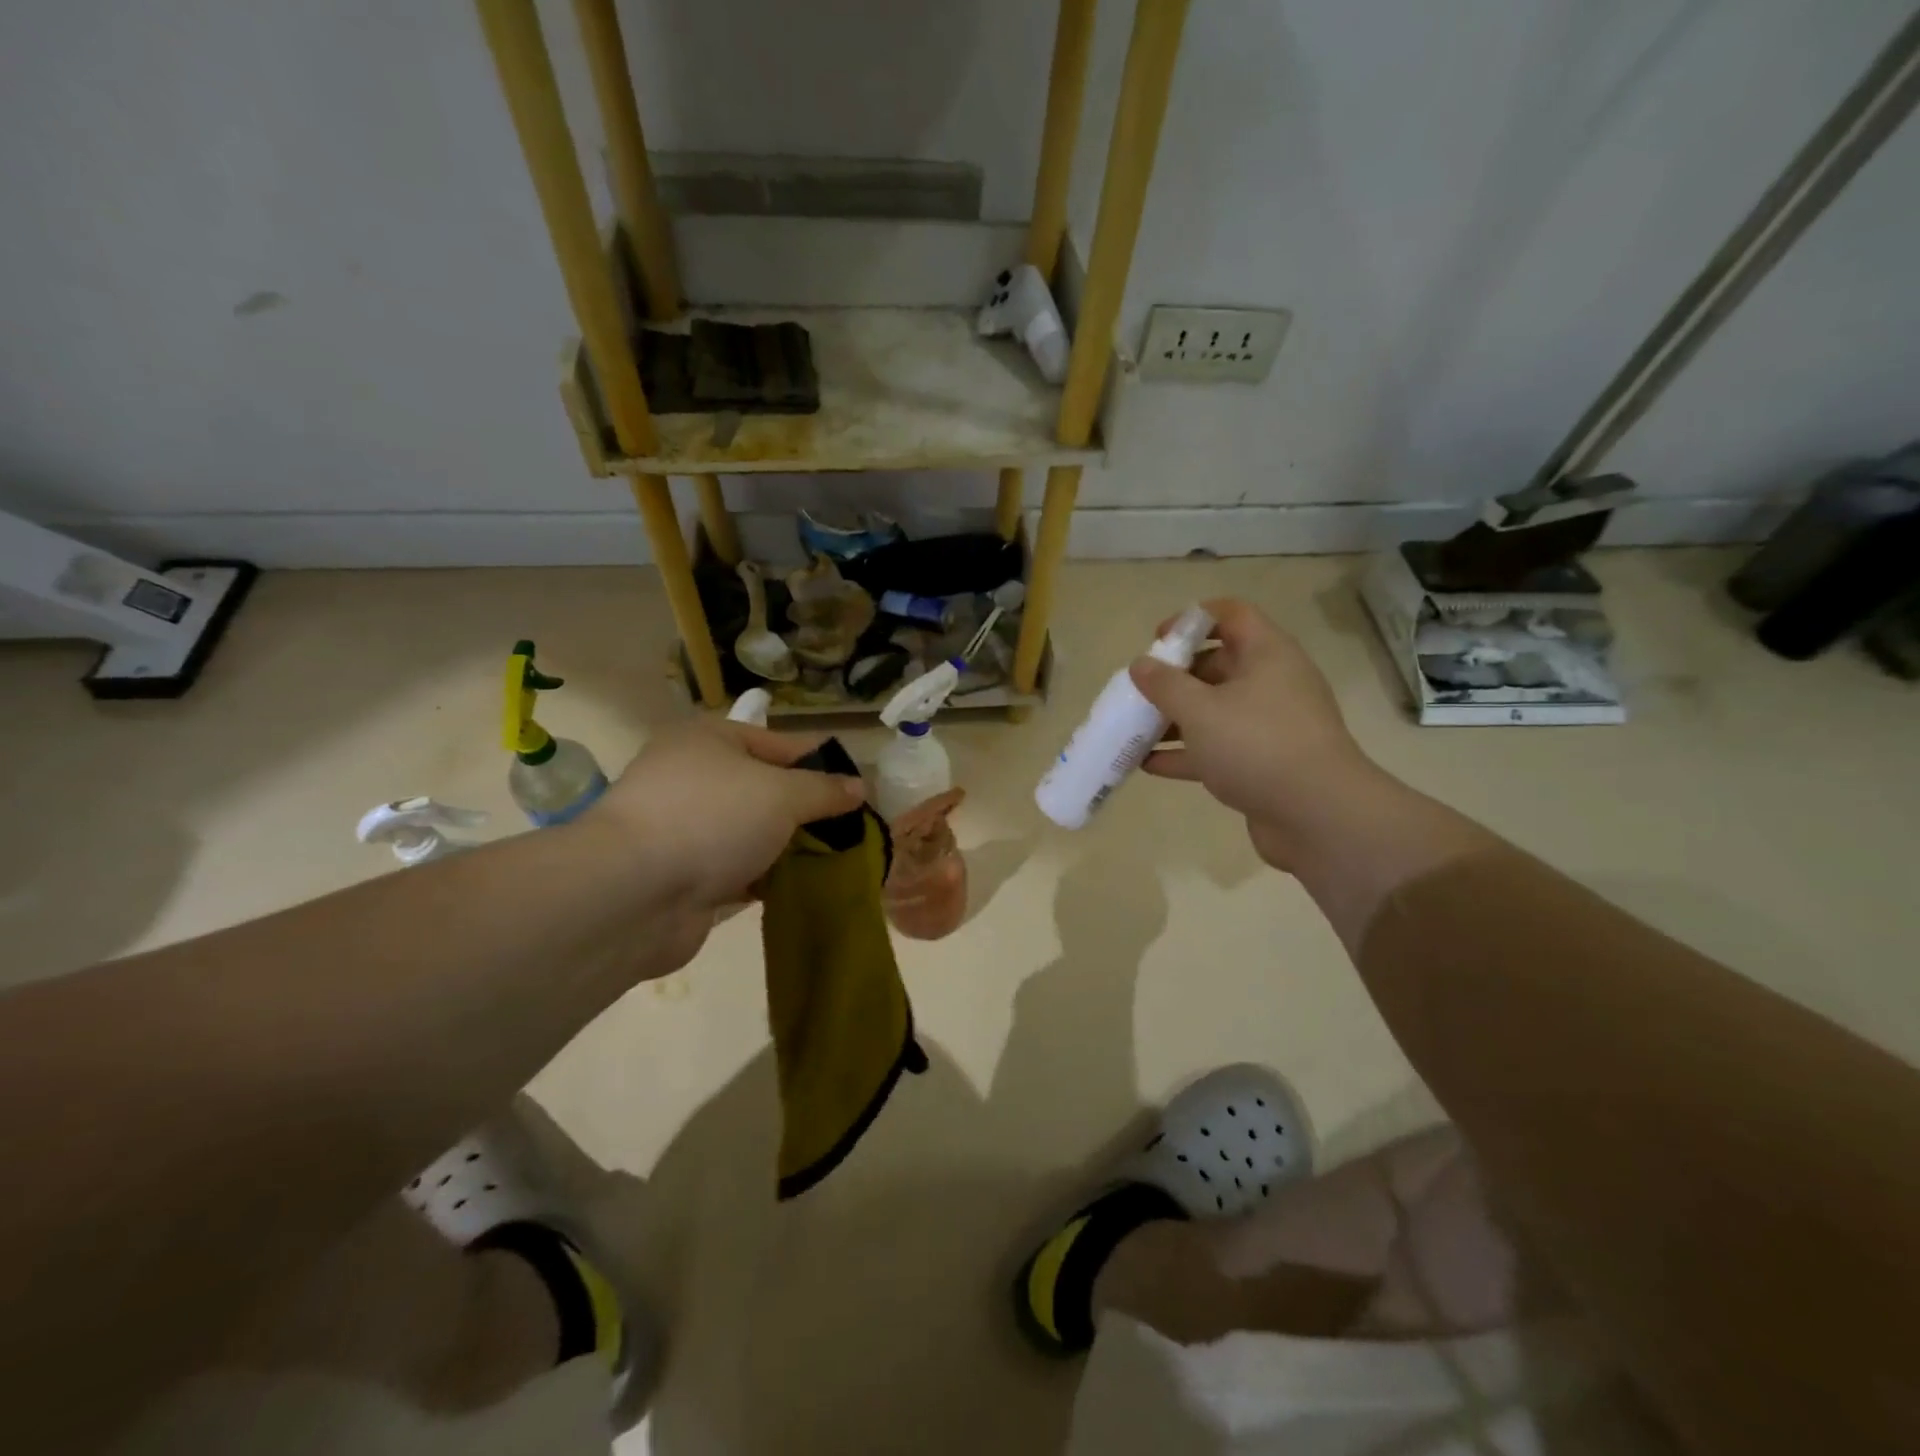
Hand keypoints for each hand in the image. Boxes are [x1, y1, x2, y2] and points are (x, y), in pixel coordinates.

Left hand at [584, 719, 863, 972]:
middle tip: (853, 830)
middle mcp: (693, 778)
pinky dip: (768, 878)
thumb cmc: (711, 818)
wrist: (633, 894)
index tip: (860, 787)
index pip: (780, 743)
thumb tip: (859, 787)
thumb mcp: (781, 793)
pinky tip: (803, 888)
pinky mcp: (684, 875)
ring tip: (839, 861)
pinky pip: (739, 870)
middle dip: (808, 811)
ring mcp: (685, 829)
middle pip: (766, 789)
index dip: (822, 763)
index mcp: (709, 740)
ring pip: (753, 833)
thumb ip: (823, 790)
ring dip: (789, 847)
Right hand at [1131, 599, 1375, 871]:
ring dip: (1175, 718)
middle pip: (1218, 665)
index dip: (1192, 619)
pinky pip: (1218, 748)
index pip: (1231, 615)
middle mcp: (1272, 683)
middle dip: (1175, 677)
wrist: (1319, 816)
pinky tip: (1147, 765)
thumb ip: (1165, 684)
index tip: (1157, 639)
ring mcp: (1269, 726)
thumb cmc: (1256, 745)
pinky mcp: (1264, 764)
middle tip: (1141, 691)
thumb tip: (1141, 664)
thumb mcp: (1200, 710)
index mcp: (1266, 655)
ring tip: (1134, 730)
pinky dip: (1186, 754)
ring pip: (1215, 711)